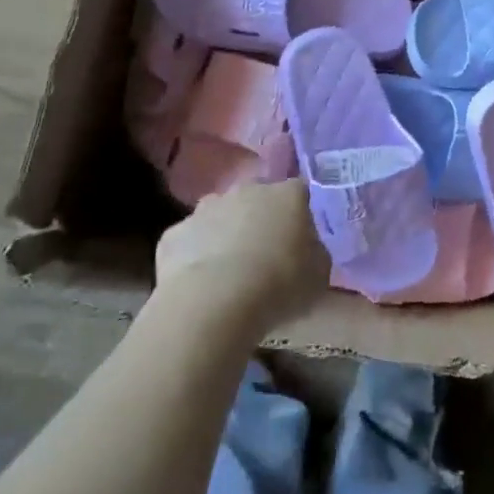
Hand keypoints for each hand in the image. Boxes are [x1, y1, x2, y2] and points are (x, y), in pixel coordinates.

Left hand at [154, 179, 328, 328]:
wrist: (213, 303)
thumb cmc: (279, 284)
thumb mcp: (319, 274)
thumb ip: (315, 253)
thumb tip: (307, 249)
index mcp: (288, 194)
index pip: (299, 192)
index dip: (300, 213)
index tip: (299, 239)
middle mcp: (247, 190)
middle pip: (256, 197)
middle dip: (260, 218)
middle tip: (263, 253)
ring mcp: (206, 208)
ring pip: (220, 215)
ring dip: (225, 233)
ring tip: (228, 271)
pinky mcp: (174, 233)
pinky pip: (189, 241)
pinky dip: (194, 256)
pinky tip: (199, 285)